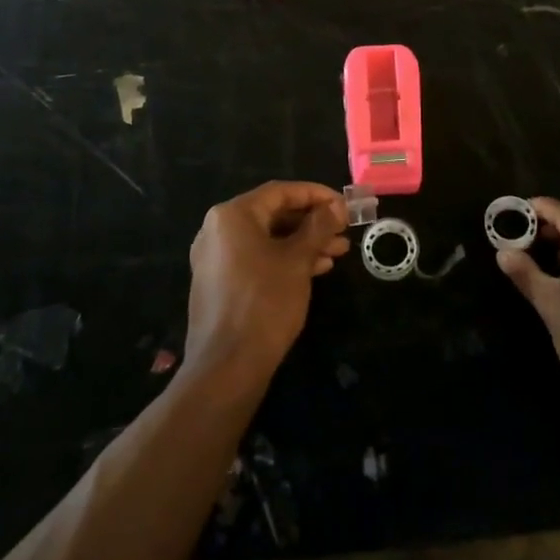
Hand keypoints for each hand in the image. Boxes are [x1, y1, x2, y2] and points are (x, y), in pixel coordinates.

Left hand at [184, 181, 349, 389]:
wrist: (226, 367)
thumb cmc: (265, 303)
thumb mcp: (298, 260)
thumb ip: (318, 226)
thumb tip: (336, 206)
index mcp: (232, 215)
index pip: (281, 192)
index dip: (316, 195)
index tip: (344, 205)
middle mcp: (218, 229)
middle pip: (273, 214)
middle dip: (312, 222)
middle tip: (344, 230)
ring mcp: (215, 258)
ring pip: (267, 239)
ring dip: (303, 242)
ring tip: (337, 252)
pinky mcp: (219, 282)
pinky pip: (257, 258)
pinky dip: (285, 259)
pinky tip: (315, 269)